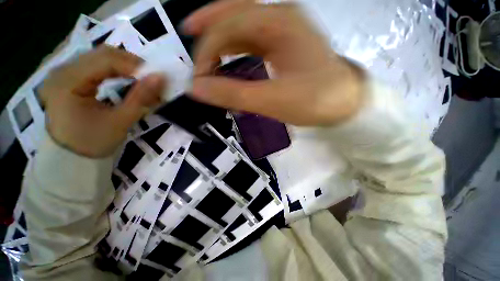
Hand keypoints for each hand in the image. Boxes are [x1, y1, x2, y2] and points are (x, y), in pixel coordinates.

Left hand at [41, 46, 165, 157]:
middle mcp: (63, 70)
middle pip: (103, 54)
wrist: (72, 155)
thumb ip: (141, 98)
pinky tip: (127, 78)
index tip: (158, 78)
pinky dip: (117, 69)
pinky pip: (97, 64)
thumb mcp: (120, 121)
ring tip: (143, 79)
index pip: (106, 60)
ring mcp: (65, 71)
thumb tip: (160, 78)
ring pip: (101, 56)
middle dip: (133, 64)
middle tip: (153, 79)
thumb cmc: (93, 142)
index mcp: (68, 81)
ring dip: (126, 66)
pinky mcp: (71, 76)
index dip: (136, 66)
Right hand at [184, 1, 363, 125]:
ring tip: (207, 51)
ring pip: (244, 23)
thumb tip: (198, 88)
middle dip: (209, 27)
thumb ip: (233, 94)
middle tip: (188, 35)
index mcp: (279, 23)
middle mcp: (280, 18)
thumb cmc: (314, 101)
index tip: (199, 78)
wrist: (344, 104)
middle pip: (234, 12)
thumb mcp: (271, 100)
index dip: (207, 51)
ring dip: (222, 36)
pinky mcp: (286, 46)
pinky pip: (254, 39)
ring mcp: (285, 31)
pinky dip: (237, 47)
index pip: (228, 26)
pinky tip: (232, 58)